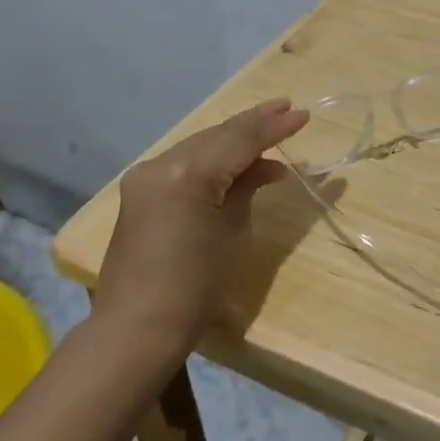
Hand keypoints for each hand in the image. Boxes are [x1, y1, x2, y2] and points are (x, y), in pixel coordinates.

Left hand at [94, 99, 309, 356]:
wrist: (137, 330)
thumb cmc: (195, 287)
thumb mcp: (231, 232)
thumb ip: (247, 188)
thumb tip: (267, 167)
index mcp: (187, 174)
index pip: (239, 139)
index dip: (274, 126)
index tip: (303, 114)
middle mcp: (162, 165)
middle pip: (217, 135)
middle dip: (254, 123)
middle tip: (288, 110)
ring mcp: (146, 177)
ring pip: (200, 145)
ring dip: (234, 140)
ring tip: (270, 132)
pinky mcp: (140, 193)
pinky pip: (184, 163)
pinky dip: (213, 159)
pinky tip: (238, 162)